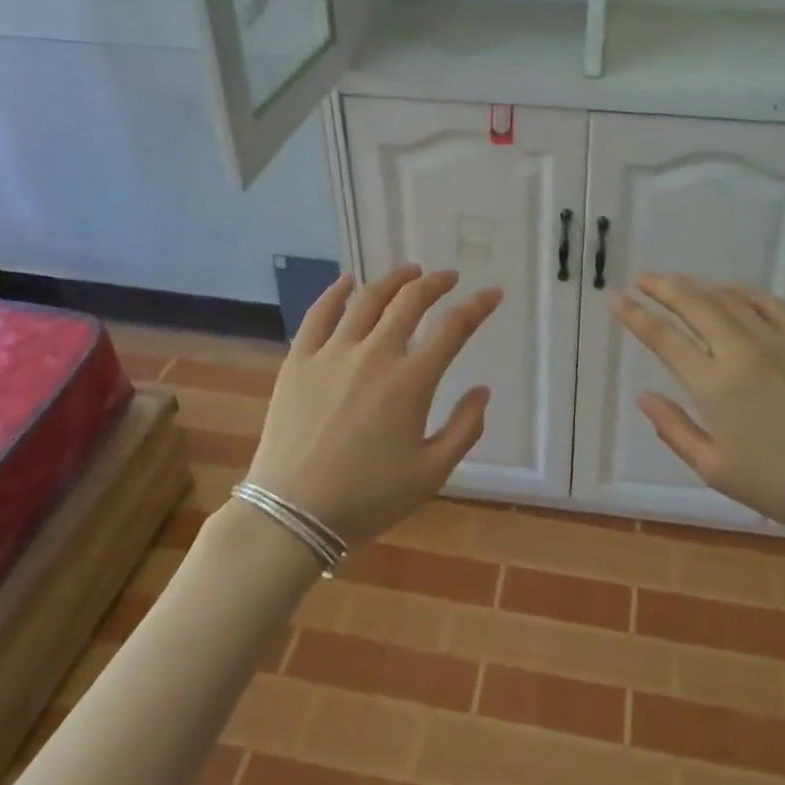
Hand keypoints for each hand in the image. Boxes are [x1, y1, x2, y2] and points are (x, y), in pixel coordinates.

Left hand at [246, 266, 501, 545]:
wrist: (292, 513)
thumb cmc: (368, 498)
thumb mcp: (431, 474)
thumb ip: (465, 429)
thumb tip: (482, 391)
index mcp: (412, 381)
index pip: (454, 327)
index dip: (478, 306)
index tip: (492, 293)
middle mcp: (375, 354)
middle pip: (410, 301)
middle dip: (435, 283)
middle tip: (448, 277)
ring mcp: (333, 352)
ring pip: (367, 299)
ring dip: (393, 279)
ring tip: (409, 272)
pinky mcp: (299, 360)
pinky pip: (319, 314)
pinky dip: (335, 292)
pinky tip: (347, 281)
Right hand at [613, 274, 784, 538]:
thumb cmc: (781, 485)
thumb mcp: (716, 469)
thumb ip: (674, 429)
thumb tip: (643, 396)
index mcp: (715, 385)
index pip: (664, 338)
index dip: (636, 316)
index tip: (616, 299)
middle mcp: (742, 351)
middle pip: (693, 304)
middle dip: (662, 287)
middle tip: (642, 279)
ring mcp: (778, 340)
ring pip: (728, 297)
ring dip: (697, 285)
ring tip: (678, 283)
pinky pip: (768, 302)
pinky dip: (741, 290)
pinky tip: (729, 291)